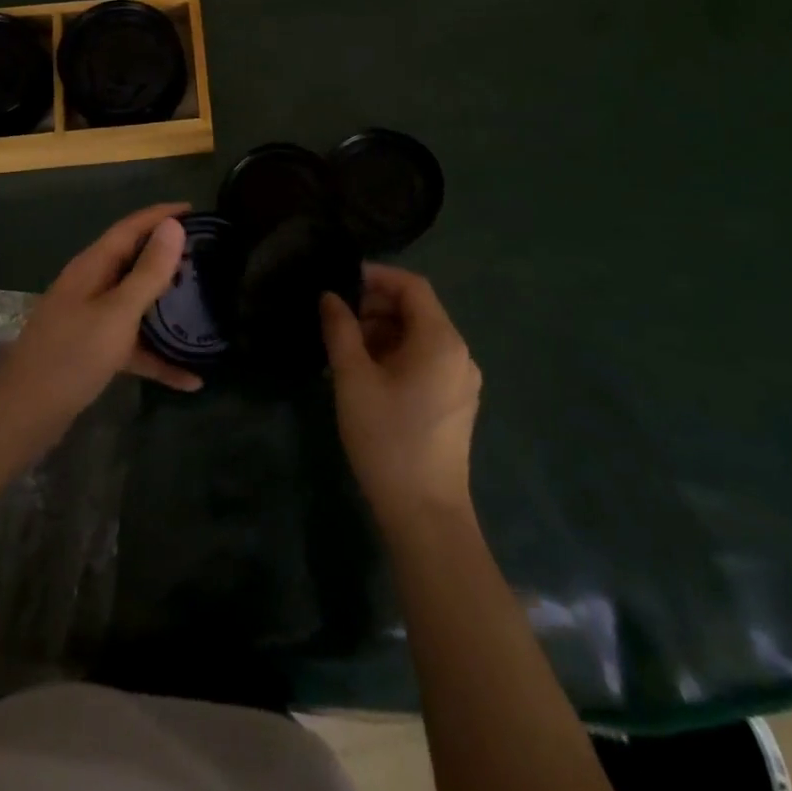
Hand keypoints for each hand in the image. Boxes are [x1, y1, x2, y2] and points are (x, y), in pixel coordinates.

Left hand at [0, 203, 203, 427]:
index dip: (161, 215)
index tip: (195, 210)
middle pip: (134, 262)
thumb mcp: (118, 312)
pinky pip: (133, 345)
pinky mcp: (94, 351)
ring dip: (167, 306)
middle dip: (168, 257)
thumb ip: (148, 271)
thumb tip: (173, 226)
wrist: (25, 414)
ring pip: (136, 304)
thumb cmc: (72, 355)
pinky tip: (190, 379)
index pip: (130, 228)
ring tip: (204, 305)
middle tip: (207, 256)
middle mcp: (91, 286)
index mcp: (93, 267)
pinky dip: (158, 357)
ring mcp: (91, 320)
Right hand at [321, 266, 481, 530]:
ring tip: (346, 349)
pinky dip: (397, 355)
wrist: (425, 514)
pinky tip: (367, 375)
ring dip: (384, 332)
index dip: (377, 276)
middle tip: (338, 320)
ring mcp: (461, 381)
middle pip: (418, 310)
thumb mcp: (353, 379)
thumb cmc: (387, 438)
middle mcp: (459, 353)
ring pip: (420, 337)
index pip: (412, 286)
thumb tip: (330, 297)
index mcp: (440, 340)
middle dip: (377, 306)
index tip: (342, 280)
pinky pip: (426, 361)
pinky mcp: (455, 403)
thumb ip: (340, 330)